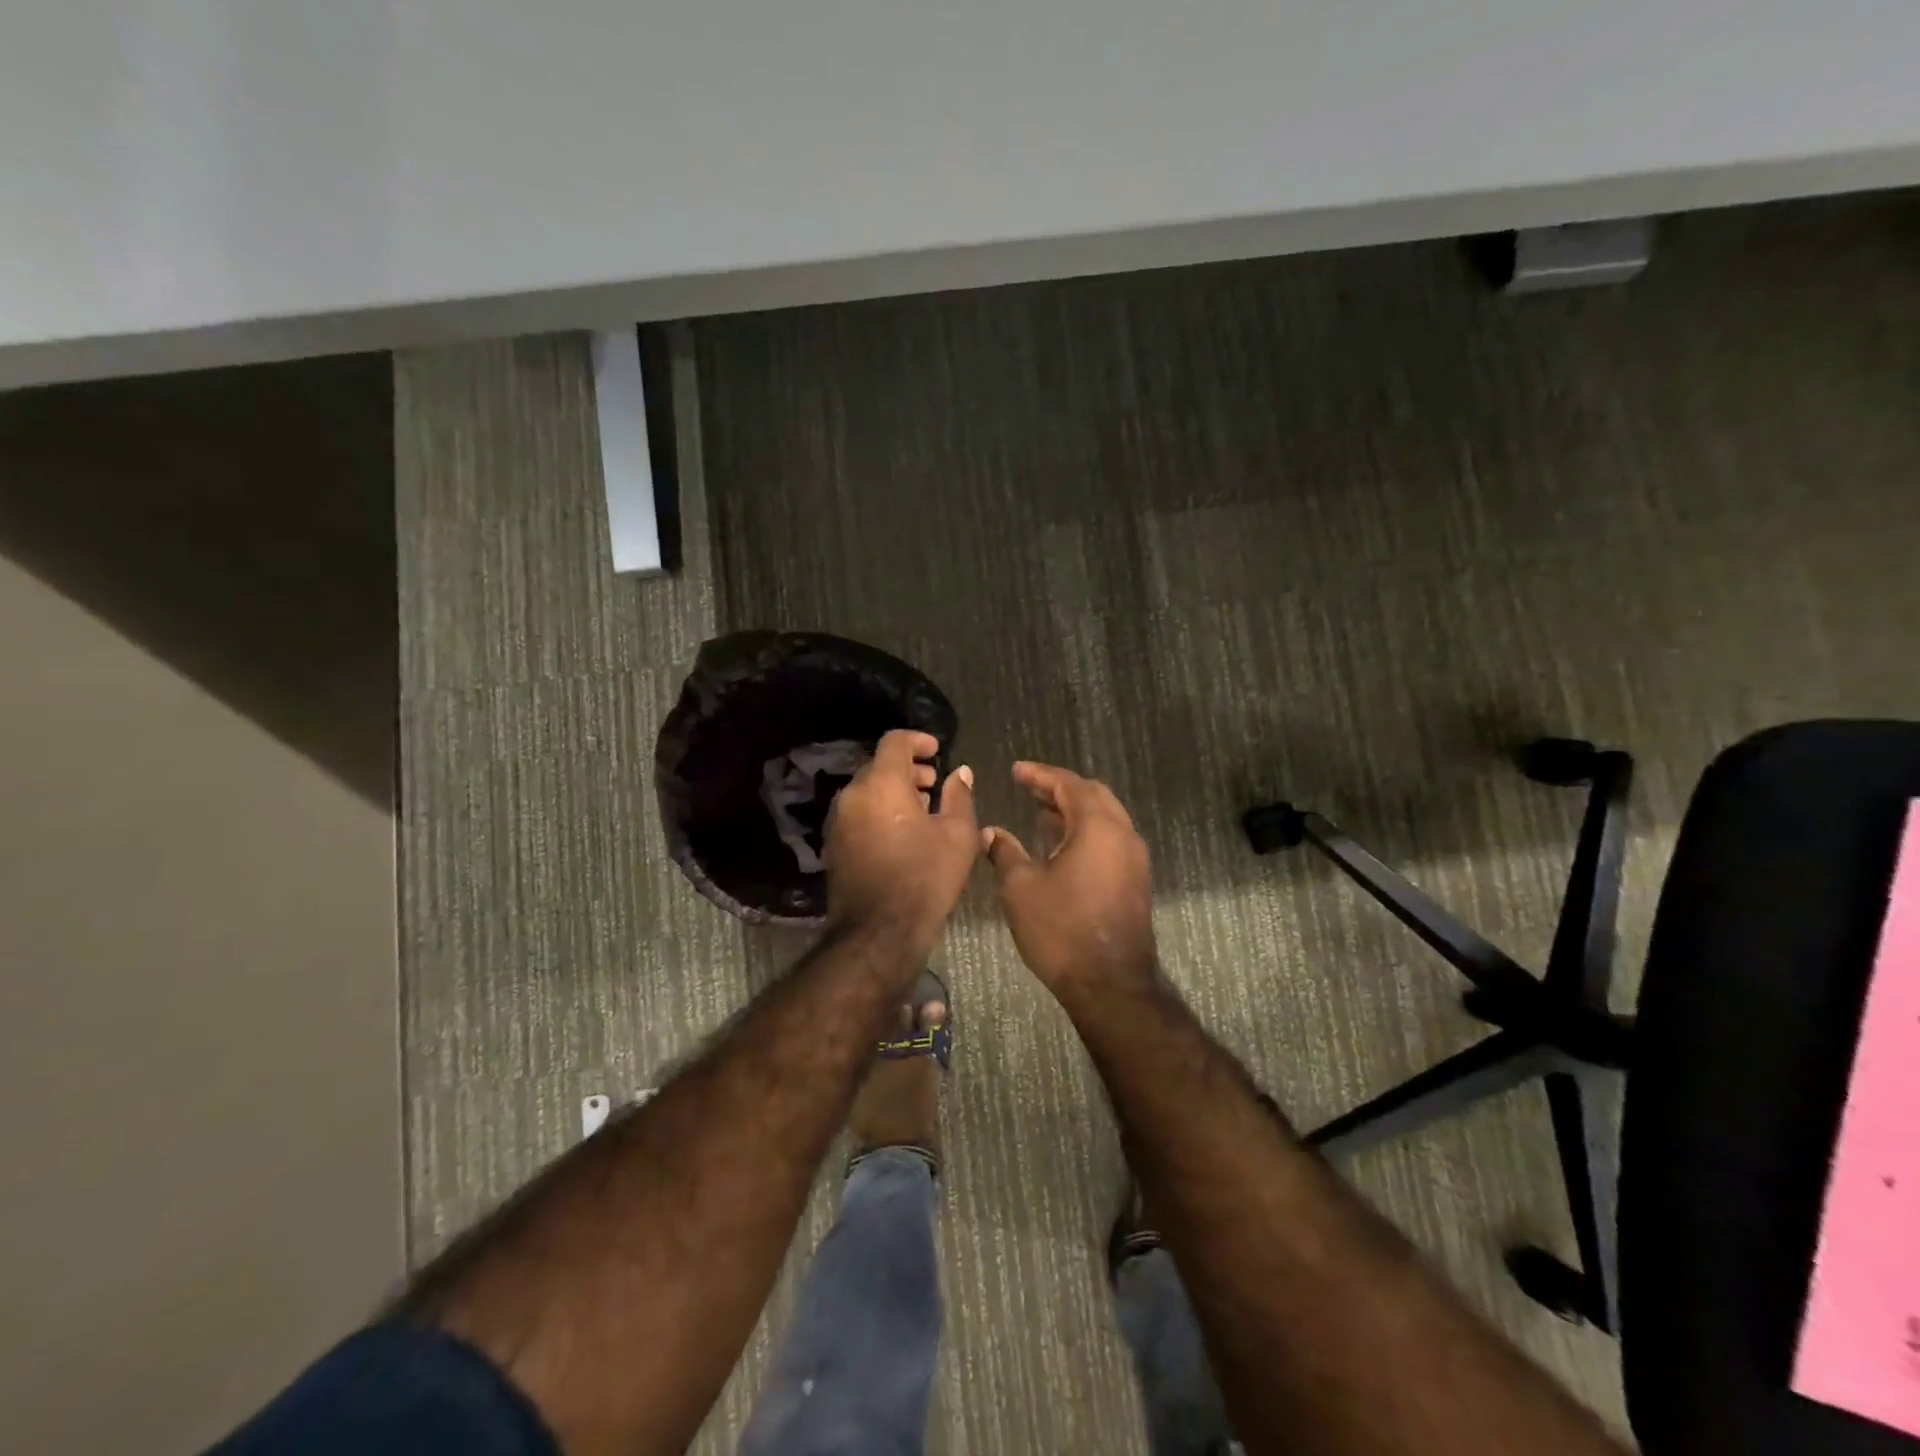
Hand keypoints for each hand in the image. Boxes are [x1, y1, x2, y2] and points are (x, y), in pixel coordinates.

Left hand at [824, 730, 978, 946]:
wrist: (878, 932)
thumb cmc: (925, 878)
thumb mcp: (958, 835)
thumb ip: (959, 796)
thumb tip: (960, 772)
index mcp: (881, 784)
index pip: (894, 742)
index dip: (918, 740)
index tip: (937, 752)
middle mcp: (852, 795)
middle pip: (878, 766)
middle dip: (907, 769)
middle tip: (933, 784)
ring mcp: (837, 821)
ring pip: (866, 791)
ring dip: (892, 791)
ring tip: (921, 810)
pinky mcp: (833, 845)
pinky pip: (857, 813)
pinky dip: (878, 811)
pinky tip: (901, 834)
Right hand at [984, 762, 1156, 1001]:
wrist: (1110, 984)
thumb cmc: (1061, 929)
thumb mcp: (1021, 887)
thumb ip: (1005, 852)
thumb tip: (991, 832)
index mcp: (1098, 826)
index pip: (1069, 783)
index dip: (1040, 774)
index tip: (1016, 770)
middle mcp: (1123, 834)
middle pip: (1093, 795)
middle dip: (1059, 788)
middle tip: (1029, 789)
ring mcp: (1134, 858)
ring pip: (1105, 817)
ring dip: (1073, 810)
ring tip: (1040, 812)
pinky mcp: (1135, 880)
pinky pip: (1110, 839)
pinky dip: (1085, 831)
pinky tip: (1060, 845)